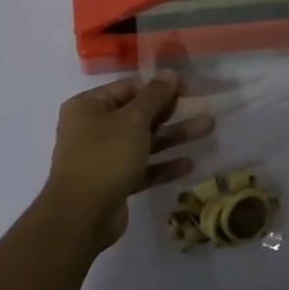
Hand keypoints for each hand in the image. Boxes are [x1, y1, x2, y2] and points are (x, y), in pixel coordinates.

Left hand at [42, 73, 212, 249]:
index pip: (128, 88)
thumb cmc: (105, 156)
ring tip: (208, 128)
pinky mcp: (113, 182)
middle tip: (201, 106)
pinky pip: (142, 167)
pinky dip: (163, 165)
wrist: (81, 216)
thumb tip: (169, 73)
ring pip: (143, 141)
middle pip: (137, 114)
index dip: (158, 86)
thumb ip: (154, 96)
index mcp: (88, 106)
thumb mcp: (133, 120)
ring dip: (173, 136)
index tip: (187, 88)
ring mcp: (103, 157)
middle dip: (170, 111)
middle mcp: (92, 128)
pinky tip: (189, 164)